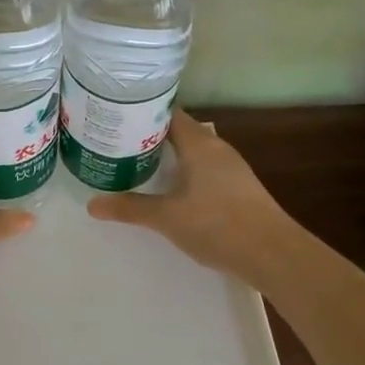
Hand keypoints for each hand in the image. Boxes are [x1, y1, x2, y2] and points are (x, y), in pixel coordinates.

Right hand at [87, 110, 295, 285]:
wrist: (272, 253)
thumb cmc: (217, 224)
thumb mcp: (167, 217)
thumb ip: (130, 208)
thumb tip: (92, 204)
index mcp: (199, 143)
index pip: (168, 113)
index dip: (143, 111)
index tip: (117, 116)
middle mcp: (216, 148)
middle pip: (179, 131)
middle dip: (150, 134)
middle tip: (118, 141)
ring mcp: (231, 167)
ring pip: (193, 151)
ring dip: (169, 155)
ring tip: (137, 162)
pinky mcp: (238, 187)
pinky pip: (204, 168)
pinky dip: (184, 171)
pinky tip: (170, 188)